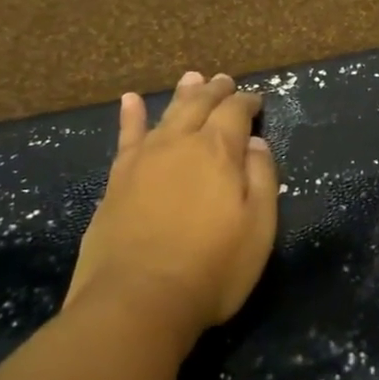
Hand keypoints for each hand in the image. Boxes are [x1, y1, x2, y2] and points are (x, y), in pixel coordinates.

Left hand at [67, 71, 279, 337]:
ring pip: (167, 115)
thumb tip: (256, 144)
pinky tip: (131, 101)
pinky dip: (131, 117)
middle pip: (200, 105)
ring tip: (192, 78)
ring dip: (182, 95)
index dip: (247, 103)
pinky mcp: (117, 181)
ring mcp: (143, 160)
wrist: (137, 301)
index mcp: (219, 151)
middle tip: (225, 80)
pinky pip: (126, 138)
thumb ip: (261, 178)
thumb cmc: (212, 268)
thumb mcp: (258, 227)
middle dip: (216, 91)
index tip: (257, 100)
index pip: (236, 112)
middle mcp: (180, 144)